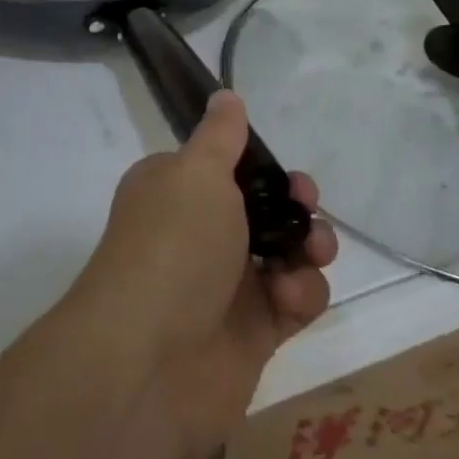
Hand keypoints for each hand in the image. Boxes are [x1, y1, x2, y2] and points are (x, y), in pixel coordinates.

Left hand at [73, 92, 337, 458]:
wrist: (148, 363)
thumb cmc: (173, 247)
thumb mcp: (196, 172)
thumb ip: (220, 135)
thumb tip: (225, 95)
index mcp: (176, 191)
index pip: (226, 168)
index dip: (261, 166)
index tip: (282, 171)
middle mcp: (199, 234)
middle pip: (263, 209)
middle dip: (294, 205)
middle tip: (306, 207)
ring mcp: (226, 285)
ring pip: (286, 253)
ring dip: (308, 247)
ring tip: (310, 253)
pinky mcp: (253, 333)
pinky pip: (294, 302)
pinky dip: (302, 295)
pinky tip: (289, 298)